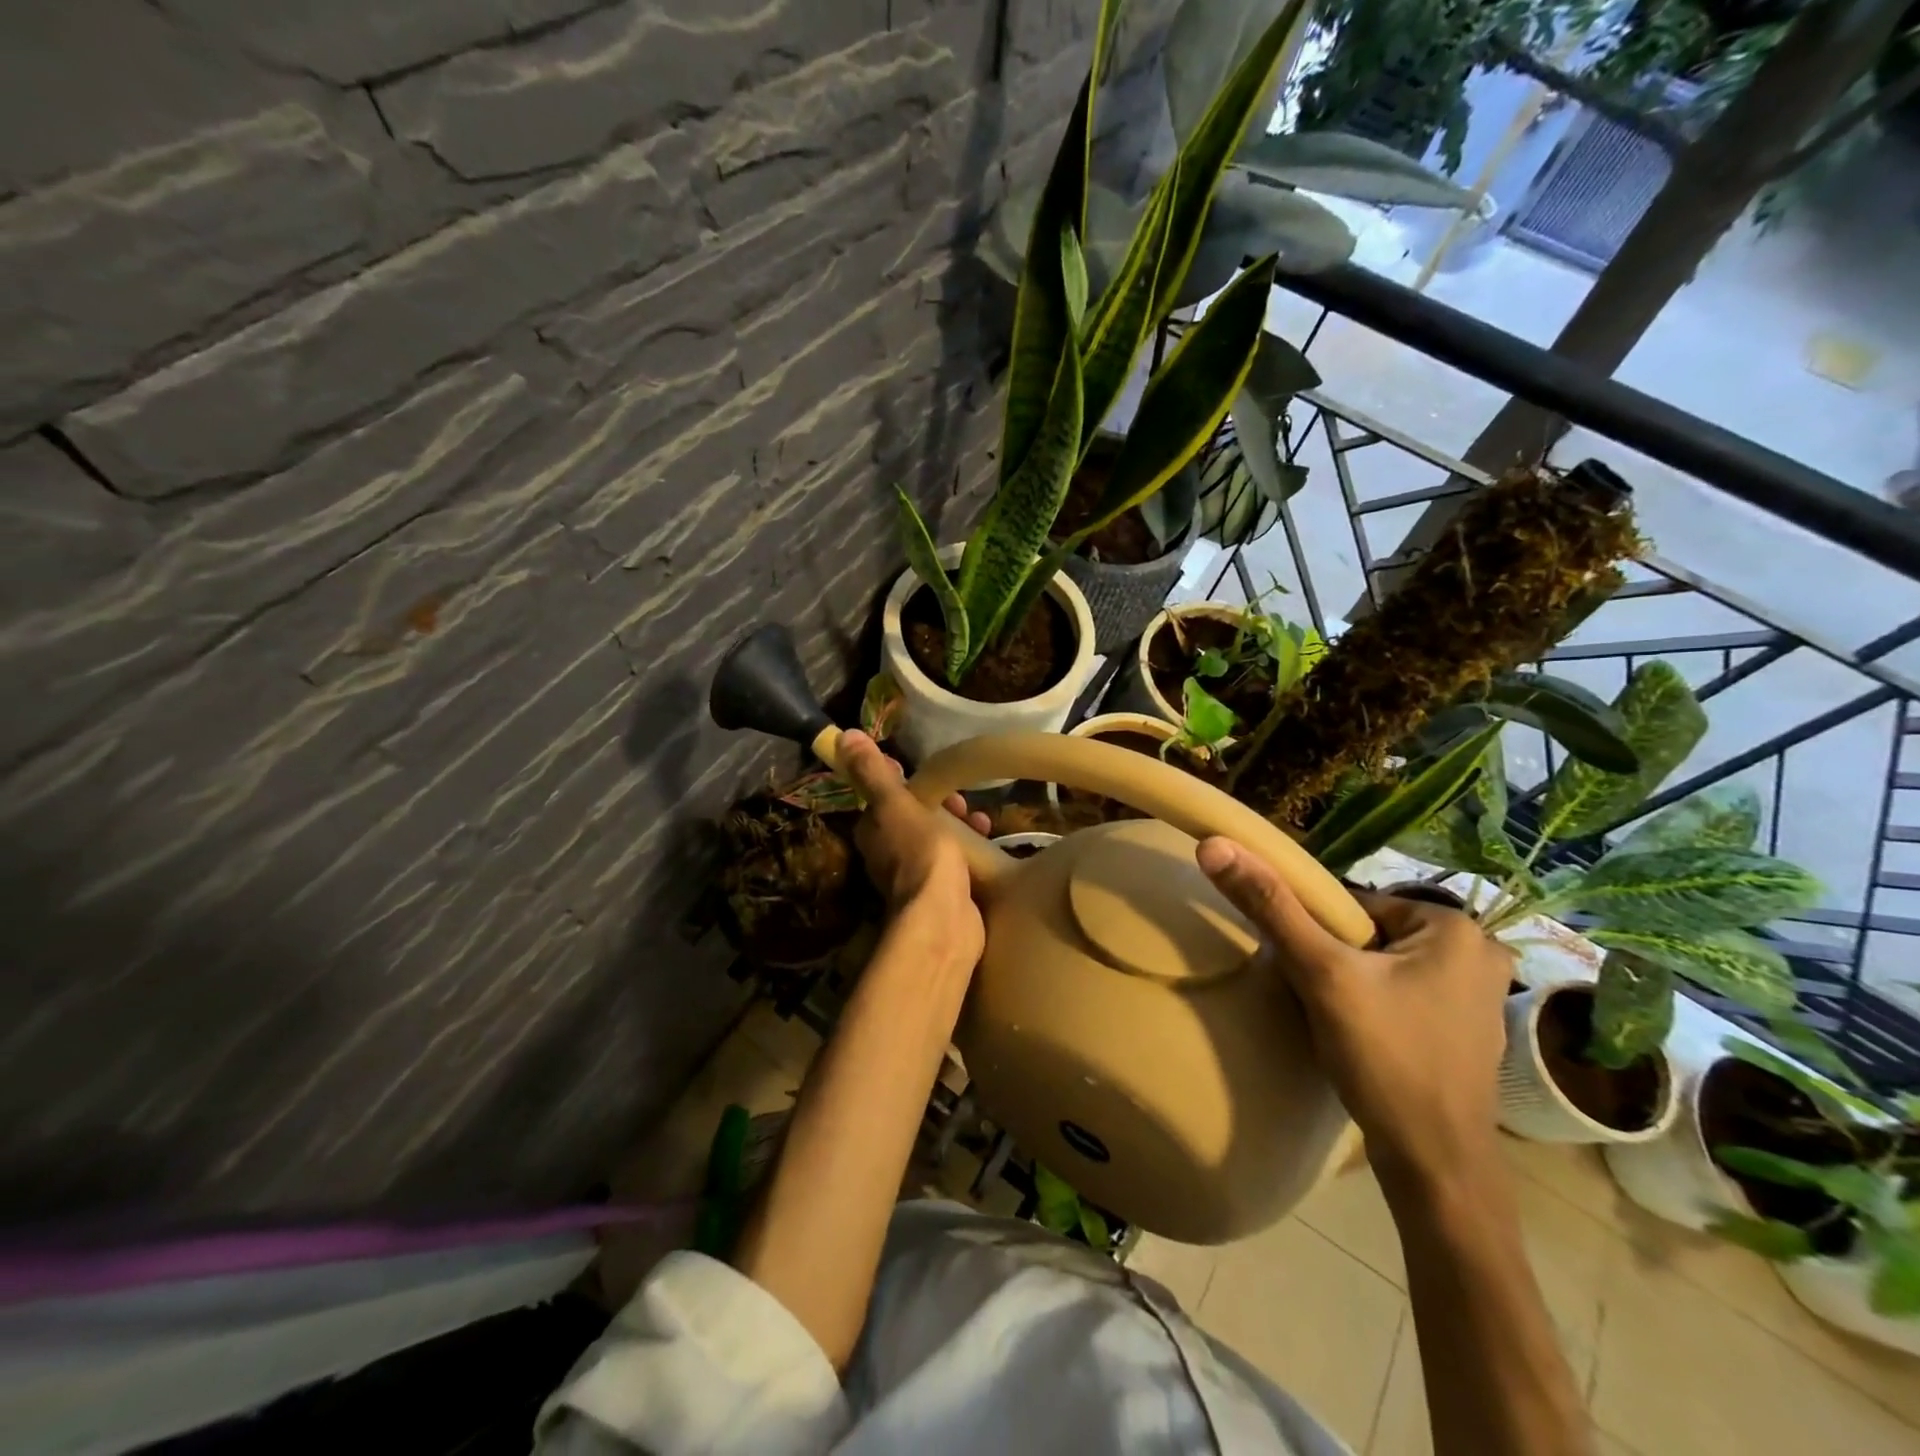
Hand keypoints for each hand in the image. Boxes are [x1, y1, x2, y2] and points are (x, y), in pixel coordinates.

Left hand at [837, 731, 990, 965]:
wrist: (944, 915)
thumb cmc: (918, 852)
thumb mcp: (894, 804)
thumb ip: (872, 773)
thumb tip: (843, 736)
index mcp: (872, 832)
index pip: (886, 798)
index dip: (908, 783)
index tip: (931, 775)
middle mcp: (888, 855)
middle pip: (914, 818)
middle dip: (940, 804)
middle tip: (962, 800)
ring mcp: (916, 876)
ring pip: (936, 839)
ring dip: (957, 825)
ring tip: (980, 821)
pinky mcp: (942, 892)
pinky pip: (955, 861)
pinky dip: (969, 848)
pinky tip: (988, 843)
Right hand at [1196, 838, 1514, 1192]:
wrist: (1435, 1166)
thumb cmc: (1386, 1058)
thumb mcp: (1320, 974)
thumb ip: (1270, 907)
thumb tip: (1215, 845)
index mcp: (1455, 927)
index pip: (1354, 904)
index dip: (1314, 932)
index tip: (1301, 968)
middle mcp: (1480, 954)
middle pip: (1370, 934)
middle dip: (1334, 960)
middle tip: (1317, 996)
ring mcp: (1480, 997)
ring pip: (1384, 965)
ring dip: (1351, 983)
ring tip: (1335, 1019)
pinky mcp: (1467, 1031)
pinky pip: (1402, 993)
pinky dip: (1375, 1005)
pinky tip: (1361, 1037)